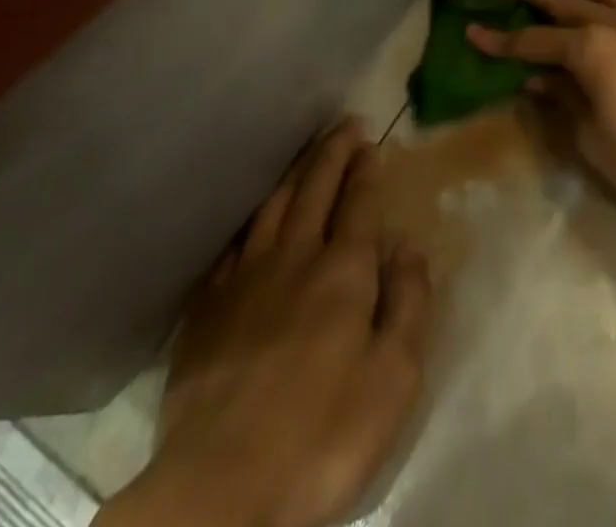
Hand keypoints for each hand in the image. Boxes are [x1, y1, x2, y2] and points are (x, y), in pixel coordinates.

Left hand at [100, 120, 432, 526]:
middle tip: (345, 125)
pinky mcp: (206, 309)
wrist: (219, 491)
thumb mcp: (394, 379)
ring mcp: (244, 279)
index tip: (371, 143)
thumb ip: (409, 304)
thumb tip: (408, 247)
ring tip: (307, 155)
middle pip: (315, 189)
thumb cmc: (322, 436)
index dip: (366, 169)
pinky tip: (254, 217)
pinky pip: (234, 243)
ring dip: (294, 173)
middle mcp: (294, 257)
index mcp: (343, 271)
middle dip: (333, 152)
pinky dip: (251, 217)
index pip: (358, 202)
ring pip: (272, 206)